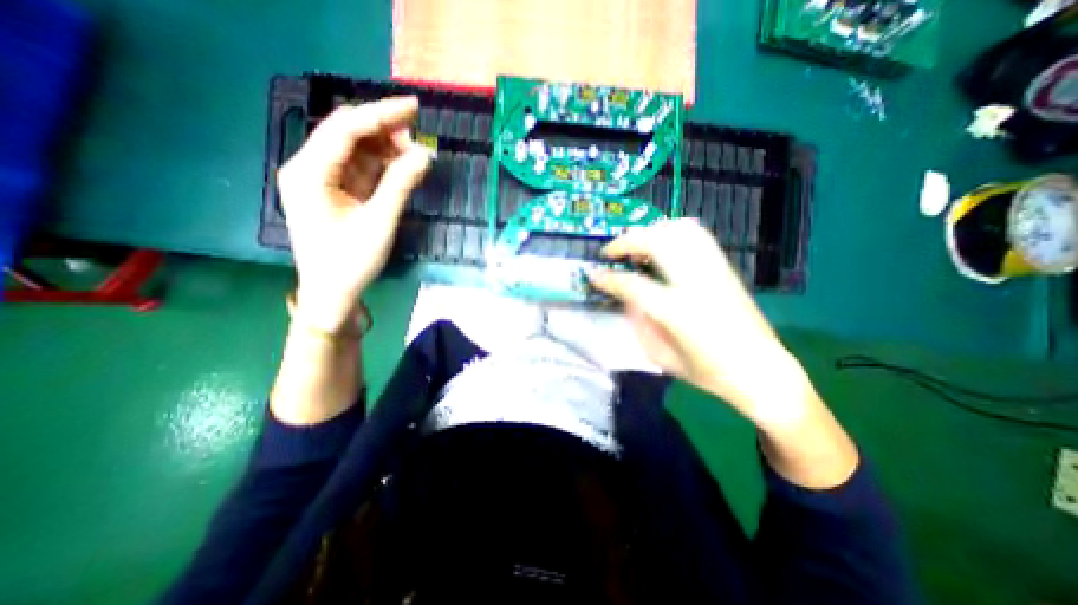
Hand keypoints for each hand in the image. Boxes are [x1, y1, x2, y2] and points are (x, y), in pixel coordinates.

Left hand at [273, 99, 432, 334]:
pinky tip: (403, 169)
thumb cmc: (351, 262)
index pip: (345, 128)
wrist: (332, 293)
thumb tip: (425, 155)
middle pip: (348, 134)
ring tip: (415, 158)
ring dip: (387, 150)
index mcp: (309, 172)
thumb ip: (400, 185)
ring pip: (357, 151)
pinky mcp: (335, 192)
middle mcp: (310, 168)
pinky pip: (361, 169)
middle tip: (420, 139)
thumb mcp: (379, 223)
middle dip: (385, 132)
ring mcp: (322, 180)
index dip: (381, 113)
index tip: (415, 107)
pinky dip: (383, 167)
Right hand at [590, 219, 808, 428]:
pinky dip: (672, 231)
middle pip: (656, 242)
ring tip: (634, 245)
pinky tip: (661, 244)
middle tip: (609, 253)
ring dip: (649, 232)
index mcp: (677, 312)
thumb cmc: (708, 371)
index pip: (632, 284)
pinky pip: (696, 235)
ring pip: (678, 230)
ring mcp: (714, 270)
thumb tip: (625, 296)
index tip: (592, 275)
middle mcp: (696, 282)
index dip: (607, 278)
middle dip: (625, 242)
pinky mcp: (724, 267)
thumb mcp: (662, 356)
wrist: (761, 370)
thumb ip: (638, 322)